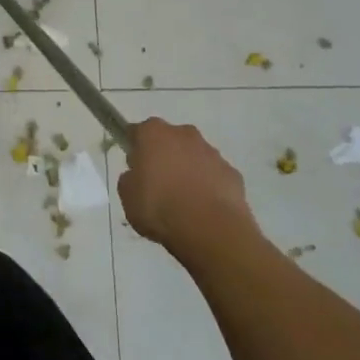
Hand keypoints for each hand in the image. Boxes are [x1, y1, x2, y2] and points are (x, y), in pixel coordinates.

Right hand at [117, 118, 256, 259]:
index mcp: (153, 133)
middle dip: (164, 157)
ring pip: (193, 157)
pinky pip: (214, 175)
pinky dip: (208, 186)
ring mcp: (211, 152)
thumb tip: (137, 176)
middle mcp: (184, 134)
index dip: (134, 148)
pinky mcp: (231, 172)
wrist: (209, 228)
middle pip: (169, 140)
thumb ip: (129, 179)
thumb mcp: (128, 196)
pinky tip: (203, 209)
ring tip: (182, 202)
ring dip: (187, 171)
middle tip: (157, 185)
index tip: (134, 167)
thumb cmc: (159, 207)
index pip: (138, 132)